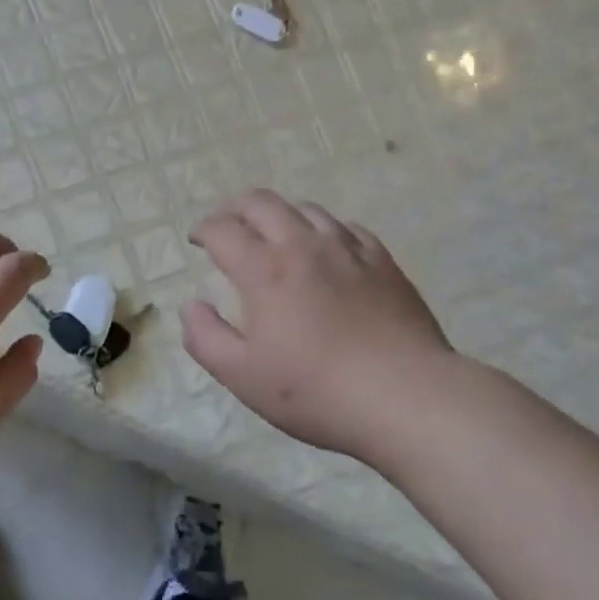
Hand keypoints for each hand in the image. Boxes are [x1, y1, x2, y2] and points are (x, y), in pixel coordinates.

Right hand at [182, 190, 456, 463]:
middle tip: (229, 228)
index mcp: (264, 270)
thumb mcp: (242, 376)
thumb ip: (205, 337)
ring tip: (276, 238)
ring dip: (281, 216)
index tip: (198, 241)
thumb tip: (192, 305)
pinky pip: (347, 228)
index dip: (203, 229)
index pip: (222, 229)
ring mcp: (347, 249)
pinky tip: (327, 251)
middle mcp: (303, 245)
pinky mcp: (382, 261)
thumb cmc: (315, 391)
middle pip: (262, 202)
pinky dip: (324, 231)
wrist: (406, 397)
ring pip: (306, 209)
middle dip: (236, 209)